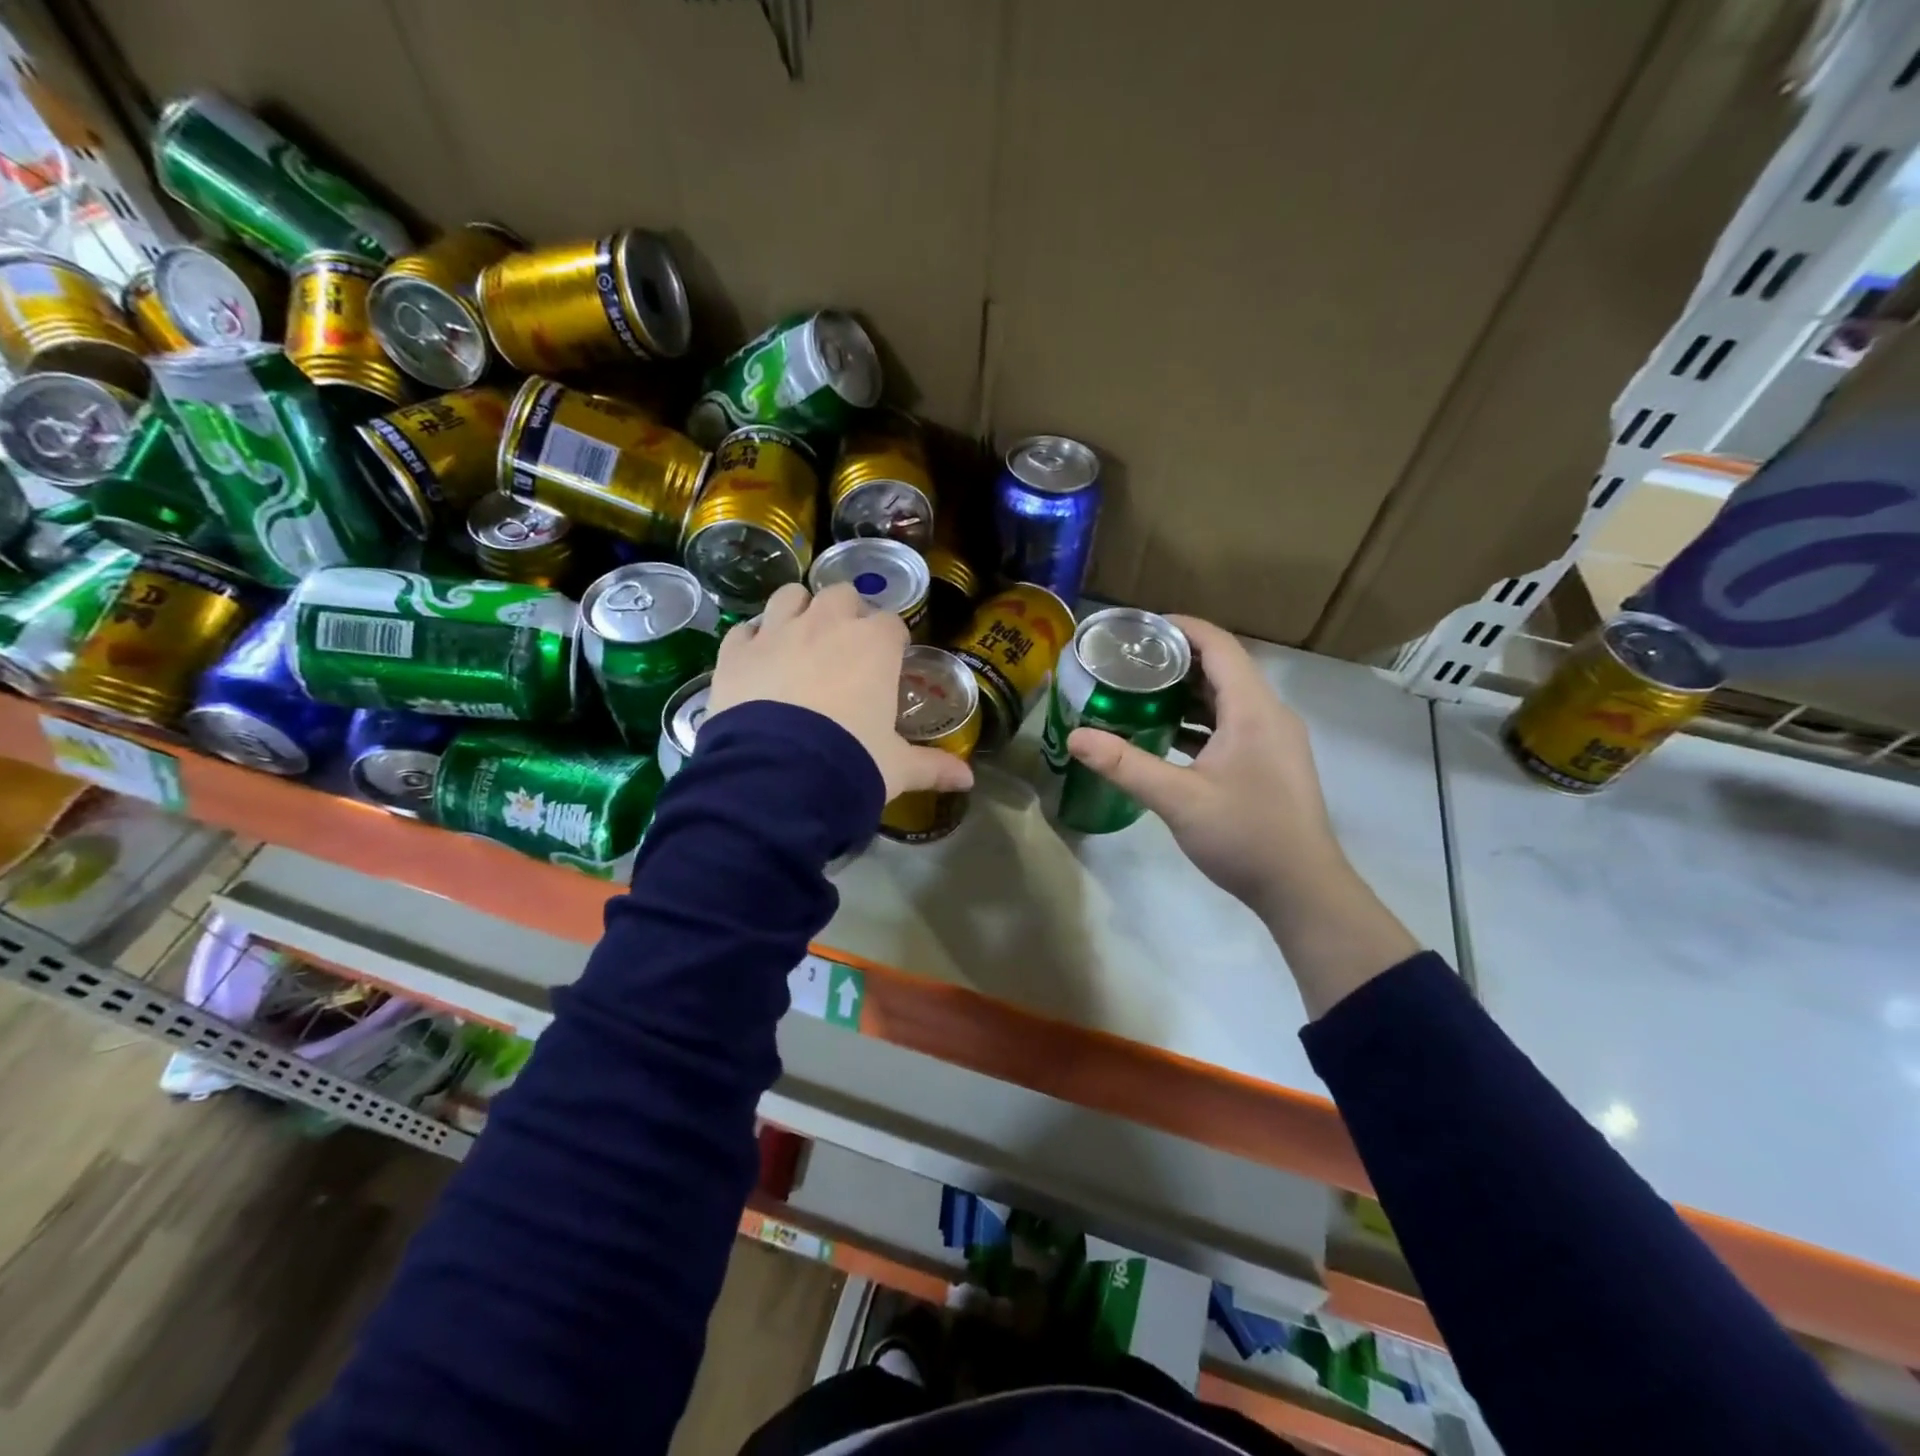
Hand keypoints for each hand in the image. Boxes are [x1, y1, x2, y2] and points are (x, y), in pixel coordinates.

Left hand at [707, 582, 974, 801]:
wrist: (777, 775)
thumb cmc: (851, 762)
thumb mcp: (897, 768)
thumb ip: (933, 767)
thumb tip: (968, 781)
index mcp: (873, 645)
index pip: (891, 624)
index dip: (891, 642)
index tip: (889, 663)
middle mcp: (826, 624)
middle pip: (842, 595)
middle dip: (846, 614)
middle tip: (846, 648)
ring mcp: (776, 632)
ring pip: (790, 596)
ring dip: (799, 610)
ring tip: (800, 639)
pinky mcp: (736, 652)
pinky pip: (745, 629)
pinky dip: (753, 639)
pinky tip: (757, 659)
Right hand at [1065, 616, 1343, 918]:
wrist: (1302, 889)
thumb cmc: (1245, 835)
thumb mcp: (1178, 799)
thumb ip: (1125, 766)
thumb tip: (1075, 737)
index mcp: (1253, 709)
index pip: (1218, 645)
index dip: (1180, 627)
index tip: (1137, 628)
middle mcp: (1270, 714)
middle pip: (1223, 668)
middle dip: (1176, 660)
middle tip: (1127, 662)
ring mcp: (1274, 739)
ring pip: (1227, 699)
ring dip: (1187, 692)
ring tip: (1139, 693)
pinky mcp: (1270, 762)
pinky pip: (1233, 725)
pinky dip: (1200, 721)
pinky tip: (1166, 735)